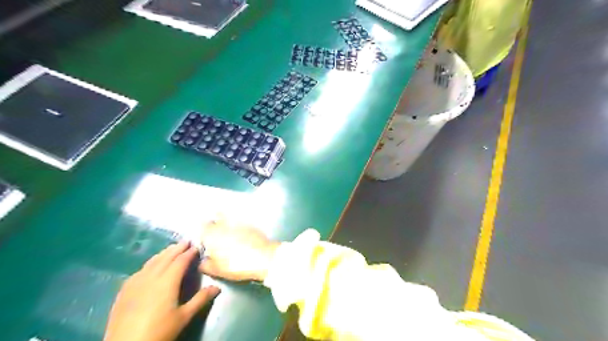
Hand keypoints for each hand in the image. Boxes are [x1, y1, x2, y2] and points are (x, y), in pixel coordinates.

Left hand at [104, 241, 220, 340]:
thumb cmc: (159, 331)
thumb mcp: (183, 317)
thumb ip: (200, 299)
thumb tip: (217, 287)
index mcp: (168, 281)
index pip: (181, 261)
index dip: (189, 252)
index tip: (197, 246)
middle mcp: (152, 277)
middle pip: (166, 257)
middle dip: (177, 248)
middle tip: (186, 240)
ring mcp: (136, 282)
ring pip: (152, 262)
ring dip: (164, 253)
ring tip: (171, 248)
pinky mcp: (125, 290)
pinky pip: (140, 270)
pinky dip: (150, 263)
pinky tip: (151, 265)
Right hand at [201, 218, 281, 281]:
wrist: (263, 258)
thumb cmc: (236, 264)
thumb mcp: (216, 270)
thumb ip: (205, 265)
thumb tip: (202, 261)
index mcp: (212, 234)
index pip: (203, 226)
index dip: (203, 232)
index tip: (206, 239)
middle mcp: (224, 224)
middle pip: (216, 218)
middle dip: (216, 224)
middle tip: (217, 235)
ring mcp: (239, 222)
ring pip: (229, 218)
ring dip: (227, 222)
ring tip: (230, 234)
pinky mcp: (251, 224)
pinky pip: (241, 222)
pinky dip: (239, 226)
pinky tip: (242, 235)